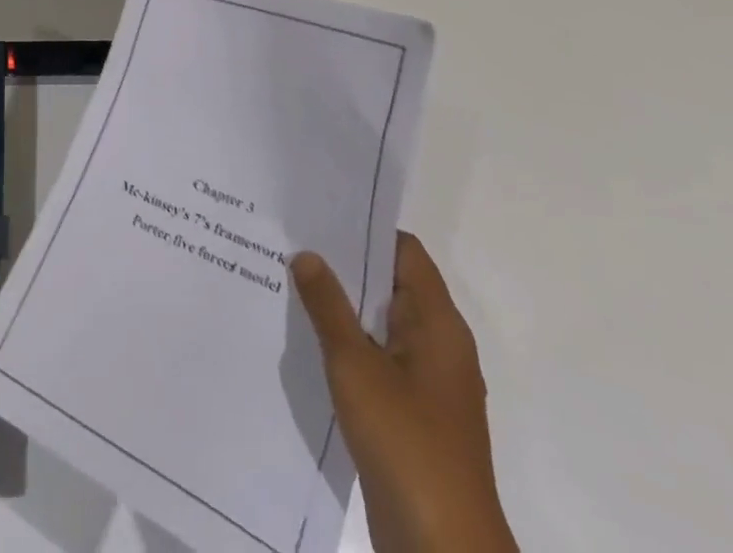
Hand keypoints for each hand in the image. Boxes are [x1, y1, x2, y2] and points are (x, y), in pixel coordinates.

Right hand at [292, 235, 516, 552]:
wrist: (442, 549)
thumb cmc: (405, 443)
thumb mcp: (355, 365)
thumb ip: (328, 306)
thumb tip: (308, 254)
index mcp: (438, 324)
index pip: (404, 251)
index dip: (364, 228)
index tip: (319, 213)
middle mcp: (439, 345)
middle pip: (391, 285)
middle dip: (344, 265)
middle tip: (292, 241)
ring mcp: (429, 384)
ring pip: (382, 324)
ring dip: (343, 306)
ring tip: (290, 281)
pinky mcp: (414, 415)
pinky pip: (379, 359)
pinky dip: (349, 343)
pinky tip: (309, 340)